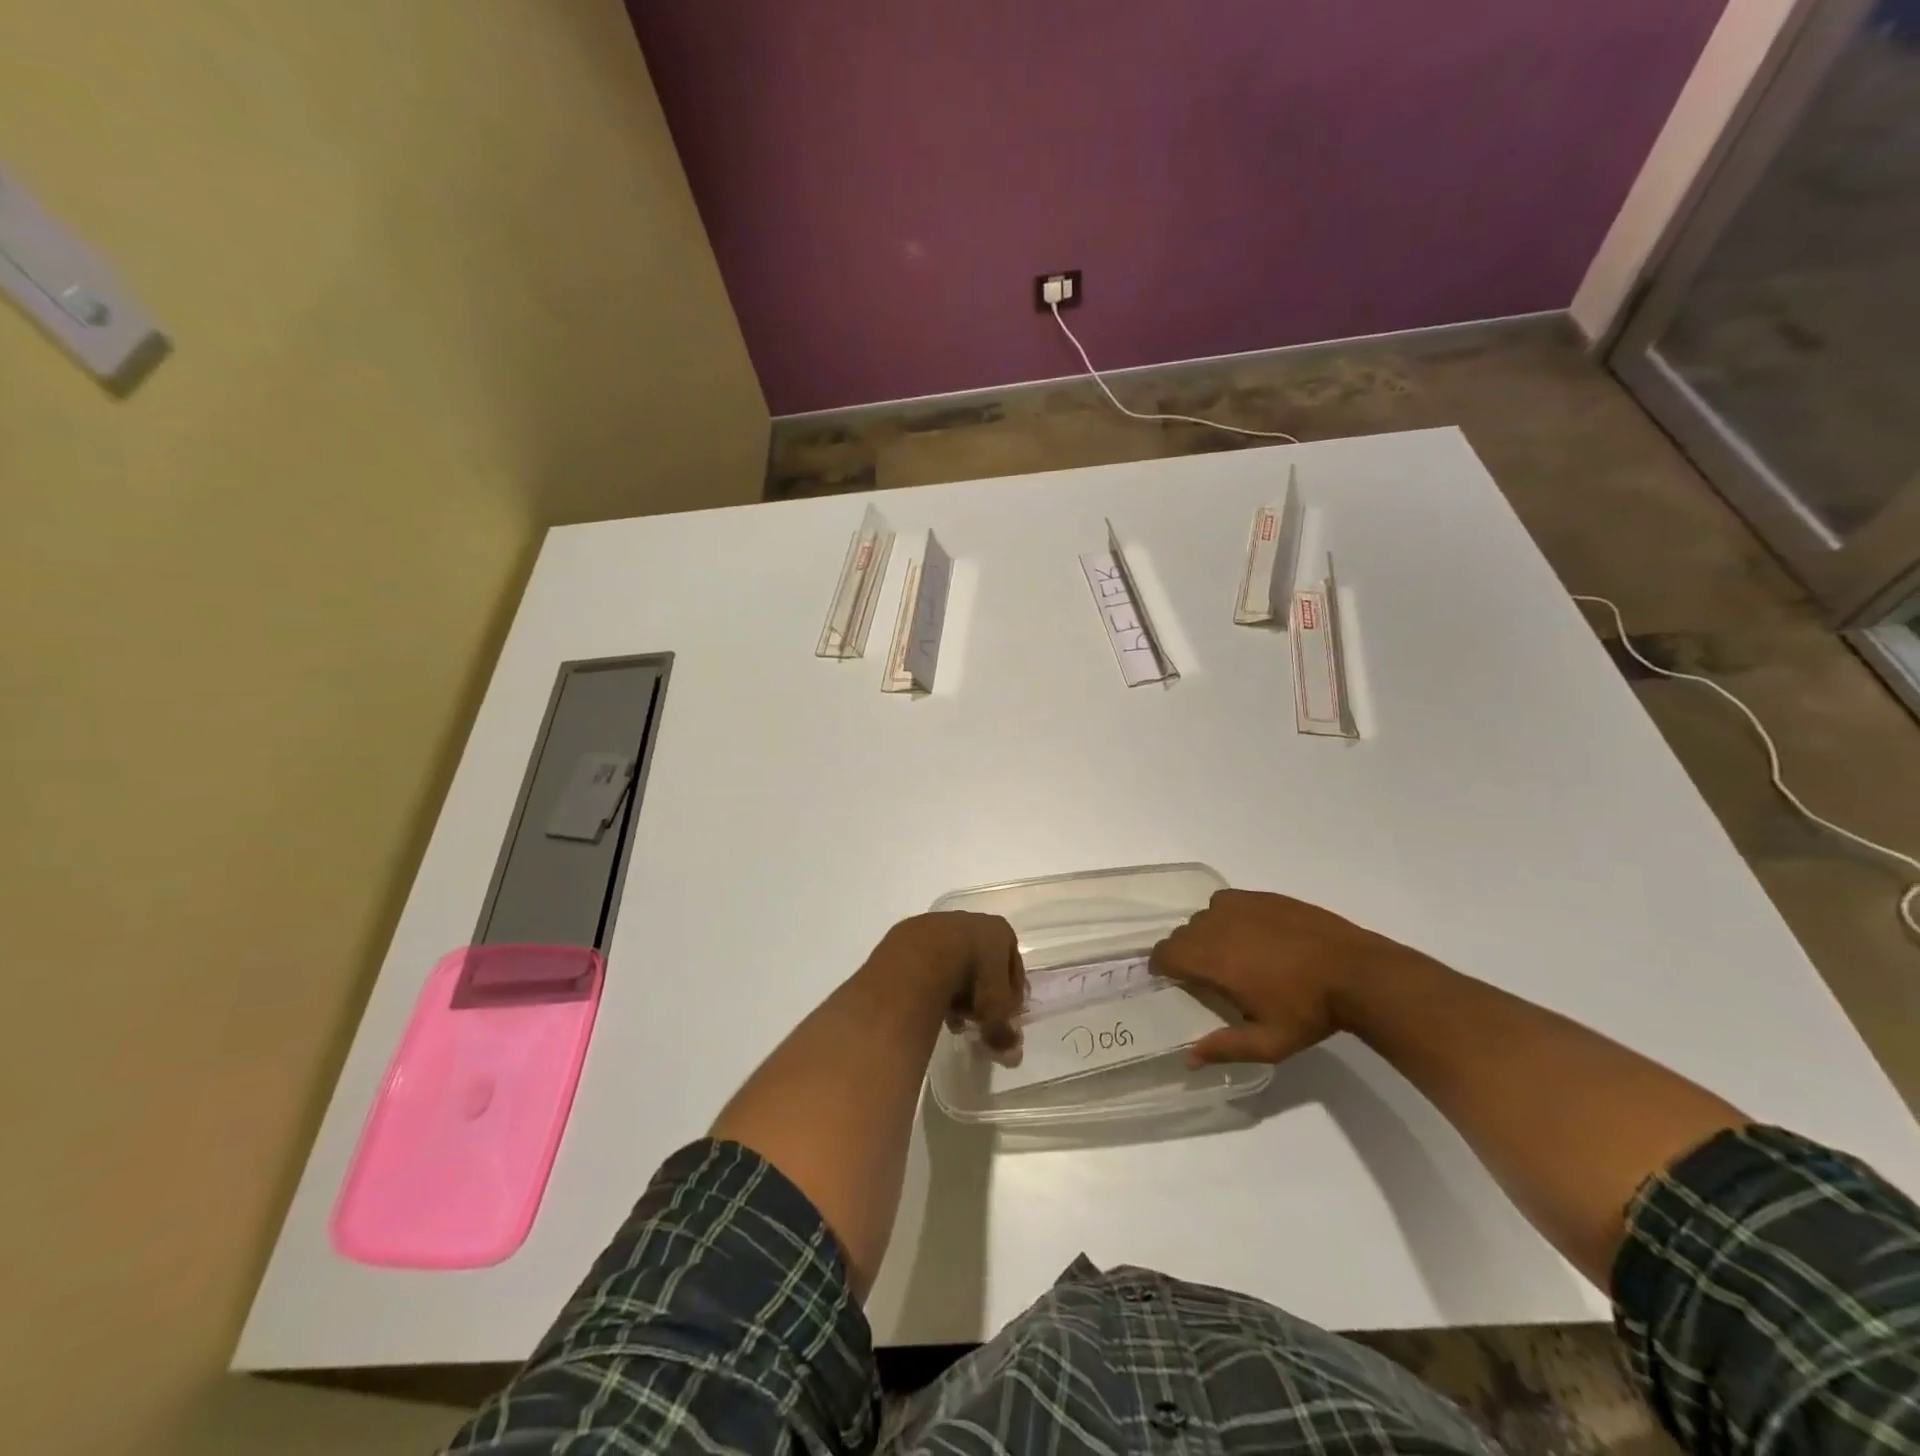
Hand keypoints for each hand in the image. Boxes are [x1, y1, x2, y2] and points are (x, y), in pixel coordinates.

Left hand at [875, 912, 1026, 1052]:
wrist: (921, 958)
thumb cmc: (972, 977)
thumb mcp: (994, 1012)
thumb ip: (1004, 1033)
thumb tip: (1013, 1055)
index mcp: (1000, 931)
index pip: (1014, 967)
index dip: (1011, 996)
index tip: (1004, 1018)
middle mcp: (972, 920)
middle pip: (982, 962)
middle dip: (980, 993)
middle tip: (975, 1020)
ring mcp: (939, 923)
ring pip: (953, 962)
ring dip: (955, 989)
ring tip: (950, 1018)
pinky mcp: (911, 933)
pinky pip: (928, 962)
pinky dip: (931, 982)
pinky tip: (928, 1005)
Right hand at [1150, 890, 1416, 1066]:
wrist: (1356, 972)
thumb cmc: (1308, 1011)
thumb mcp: (1268, 1043)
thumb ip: (1224, 1048)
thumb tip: (1187, 1059)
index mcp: (1213, 961)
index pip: (1165, 953)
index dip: (1162, 965)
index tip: (1172, 979)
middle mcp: (1217, 926)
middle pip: (1182, 933)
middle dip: (1185, 952)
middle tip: (1207, 975)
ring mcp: (1240, 906)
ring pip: (1203, 916)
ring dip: (1206, 933)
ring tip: (1231, 954)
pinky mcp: (1261, 896)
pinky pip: (1226, 902)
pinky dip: (1227, 916)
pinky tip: (1250, 934)